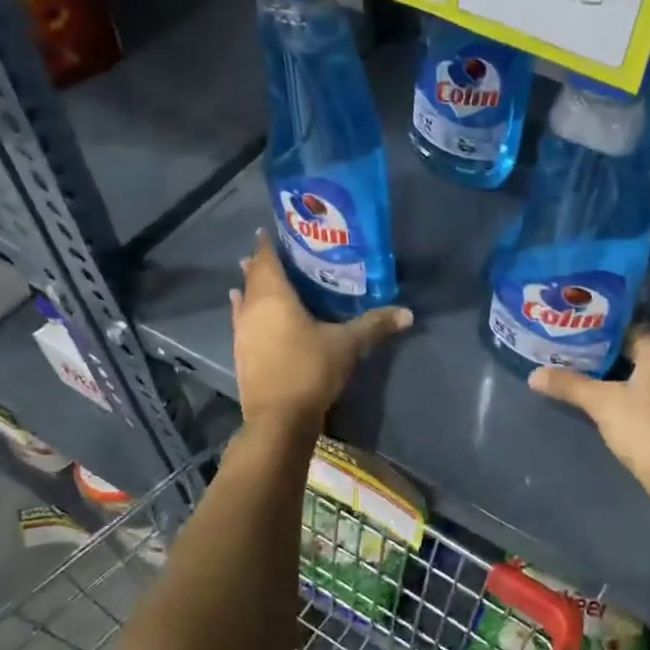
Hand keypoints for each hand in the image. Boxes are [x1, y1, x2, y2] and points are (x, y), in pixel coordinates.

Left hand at [230, 231, 411, 426]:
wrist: (279, 419)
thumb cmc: (311, 369)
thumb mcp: (348, 345)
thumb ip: (375, 325)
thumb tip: (408, 313)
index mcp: (274, 297)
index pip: (267, 260)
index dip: (267, 244)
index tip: (270, 230)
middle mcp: (253, 309)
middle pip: (252, 278)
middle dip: (260, 264)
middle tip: (275, 254)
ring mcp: (243, 333)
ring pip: (244, 300)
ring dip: (250, 288)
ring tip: (257, 279)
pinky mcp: (242, 355)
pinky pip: (243, 322)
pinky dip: (247, 312)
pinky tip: (249, 315)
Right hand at [528, 325, 649, 509]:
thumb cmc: (643, 428)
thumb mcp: (601, 403)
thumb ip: (568, 385)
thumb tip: (533, 375)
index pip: (624, 326)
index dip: (595, 330)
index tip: (569, 332)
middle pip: (632, 347)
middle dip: (601, 351)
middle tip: (568, 350)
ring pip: (640, 369)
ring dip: (614, 370)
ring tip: (579, 370)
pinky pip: (648, 386)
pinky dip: (627, 386)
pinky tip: (604, 393)